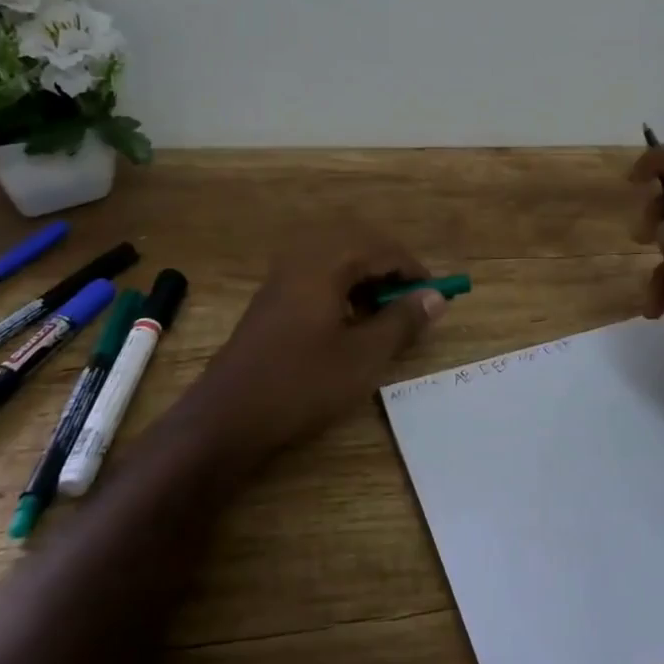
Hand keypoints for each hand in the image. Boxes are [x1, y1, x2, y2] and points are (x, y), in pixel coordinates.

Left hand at [172, 220, 446, 466]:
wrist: (227, 417)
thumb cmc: (301, 383)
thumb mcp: (364, 356)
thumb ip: (402, 321)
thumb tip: (436, 297)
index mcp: (326, 262)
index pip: (383, 249)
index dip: (414, 271)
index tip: (437, 297)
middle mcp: (303, 258)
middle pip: (359, 247)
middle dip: (390, 270)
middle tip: (412, 303)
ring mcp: (282, 277)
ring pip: (337, 262)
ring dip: (366, 280)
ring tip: (384, 315)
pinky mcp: (272, 299)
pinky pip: (318, 277)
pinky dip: (343, 290)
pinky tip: (349, 323)